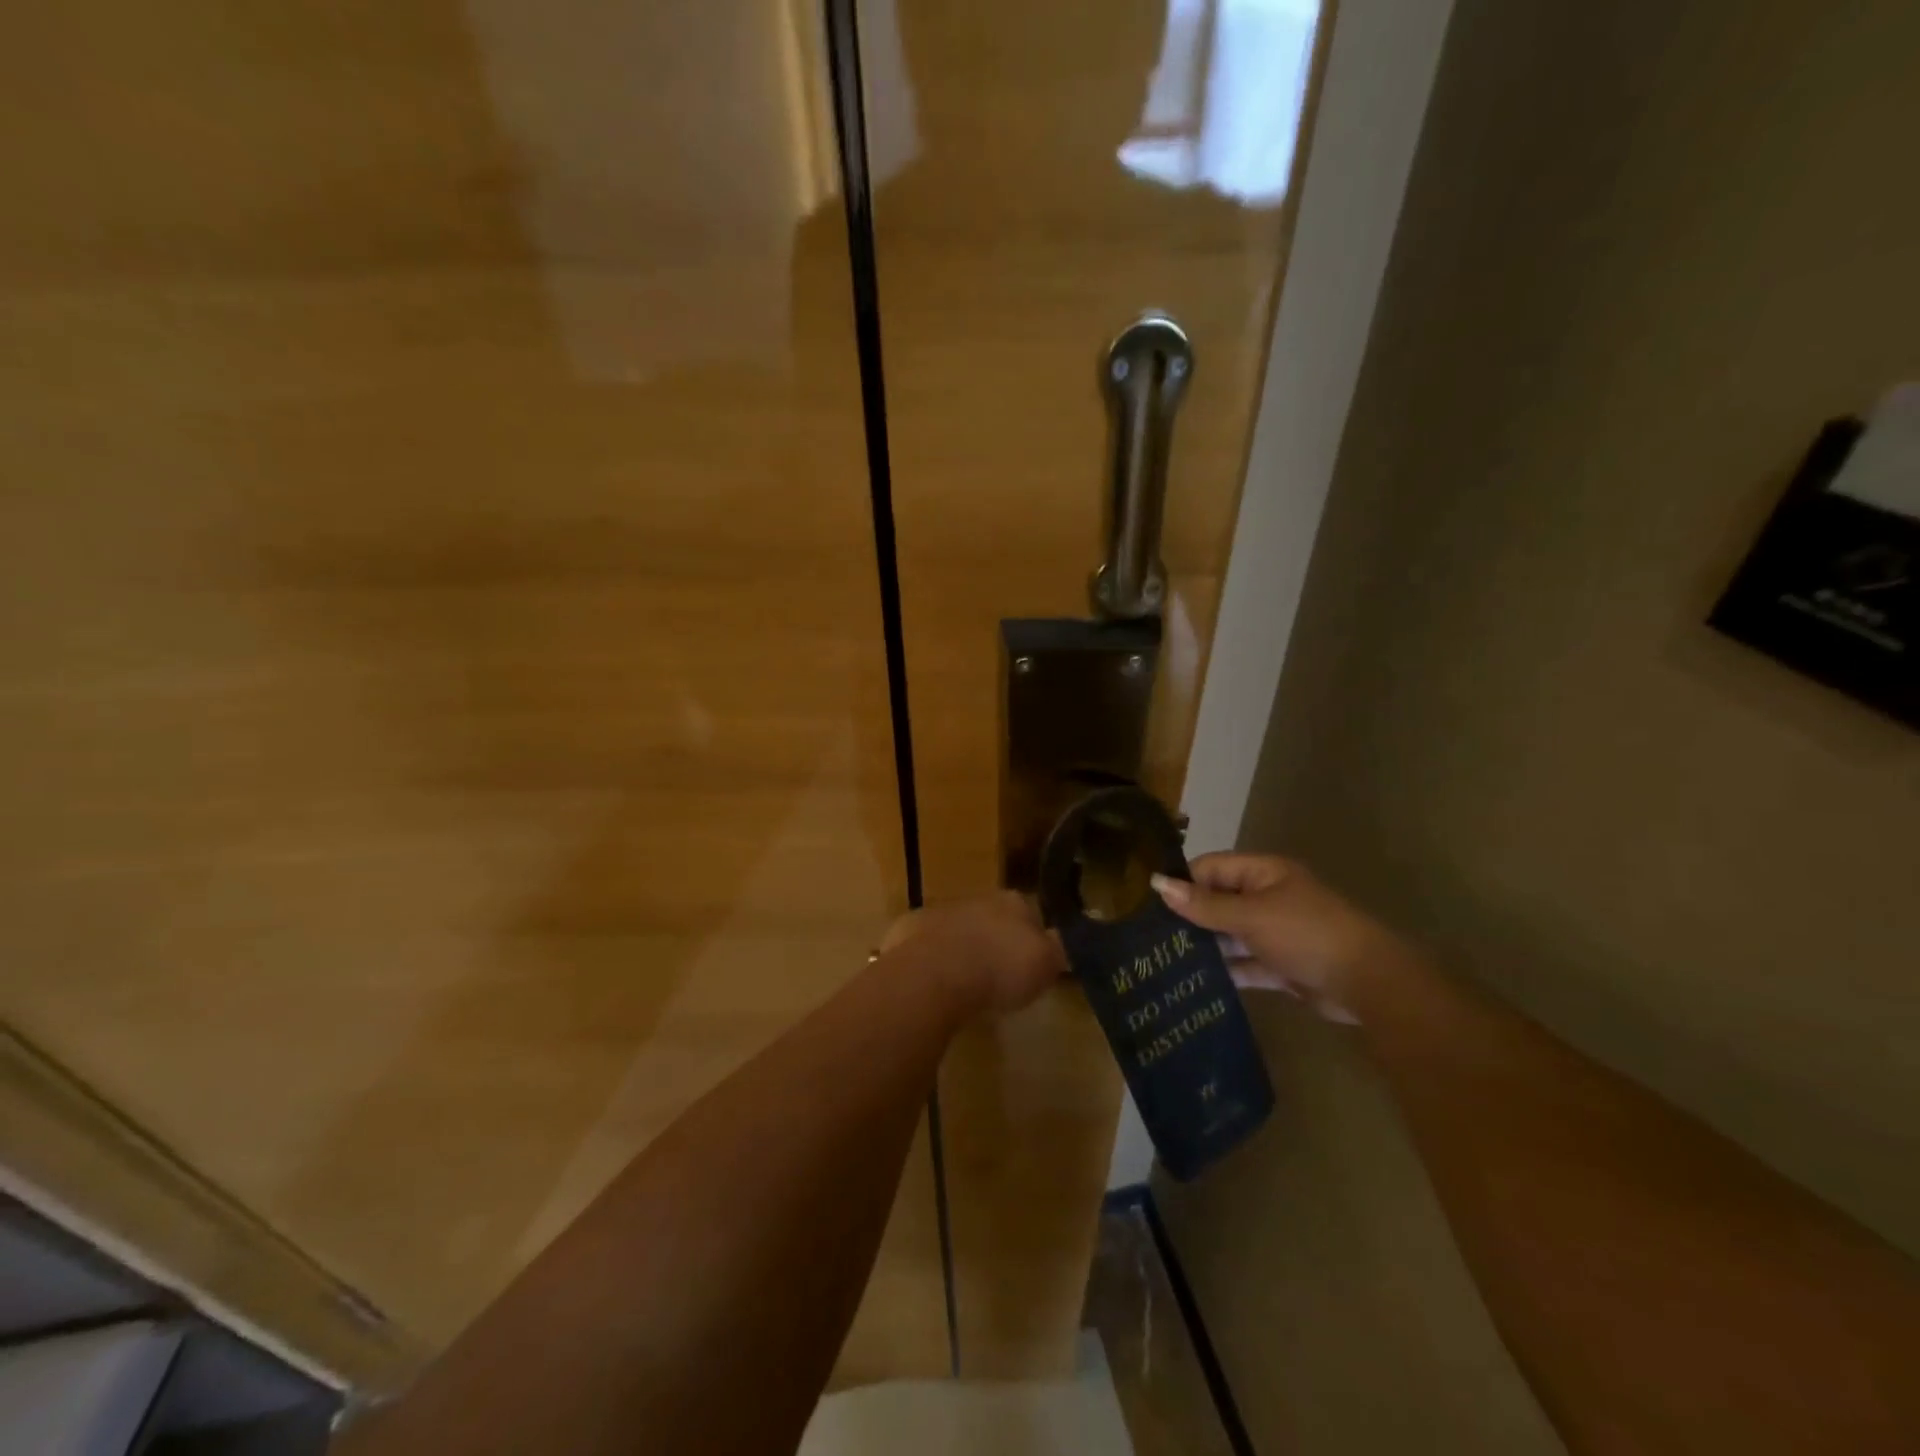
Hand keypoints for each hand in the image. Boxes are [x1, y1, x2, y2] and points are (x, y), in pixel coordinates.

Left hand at [881, 892, 1067, 1015]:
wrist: (933, 973)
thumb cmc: (998, 969)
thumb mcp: (1045, 965)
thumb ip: (1057, 950)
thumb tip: (1066, 940)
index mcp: (1013, 902)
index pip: (1031, 913)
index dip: (1033, 938)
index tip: (1032, 963)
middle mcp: (977, 898)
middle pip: (992, 919)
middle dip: (995, 941)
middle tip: (999, 975)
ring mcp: (939, 911)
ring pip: (958, 929)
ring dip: (962, 949)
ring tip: (966, 984)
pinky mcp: (908, 931)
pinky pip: (927, 946)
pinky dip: (932, 960)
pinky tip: (935, 985)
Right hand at [1151, 854, 1391, 1022]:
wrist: (1367, 983)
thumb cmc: (1306, 934)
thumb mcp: (1251, 916)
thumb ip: (1204, 905)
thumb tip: (1157, 884)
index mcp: (1263, 873)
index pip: (1211, 868)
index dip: (1182, 882)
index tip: (1148, 903)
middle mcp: (1268, 898)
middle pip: (1218, 901)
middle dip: (1189, 917)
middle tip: (1149, 936)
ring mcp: (1275, 932)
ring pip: (1230, 934)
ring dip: (1204, 946)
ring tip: (1163, 960)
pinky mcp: (1281, 965)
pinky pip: (1244, 963)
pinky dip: (1225, 971)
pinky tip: (1194, 982)